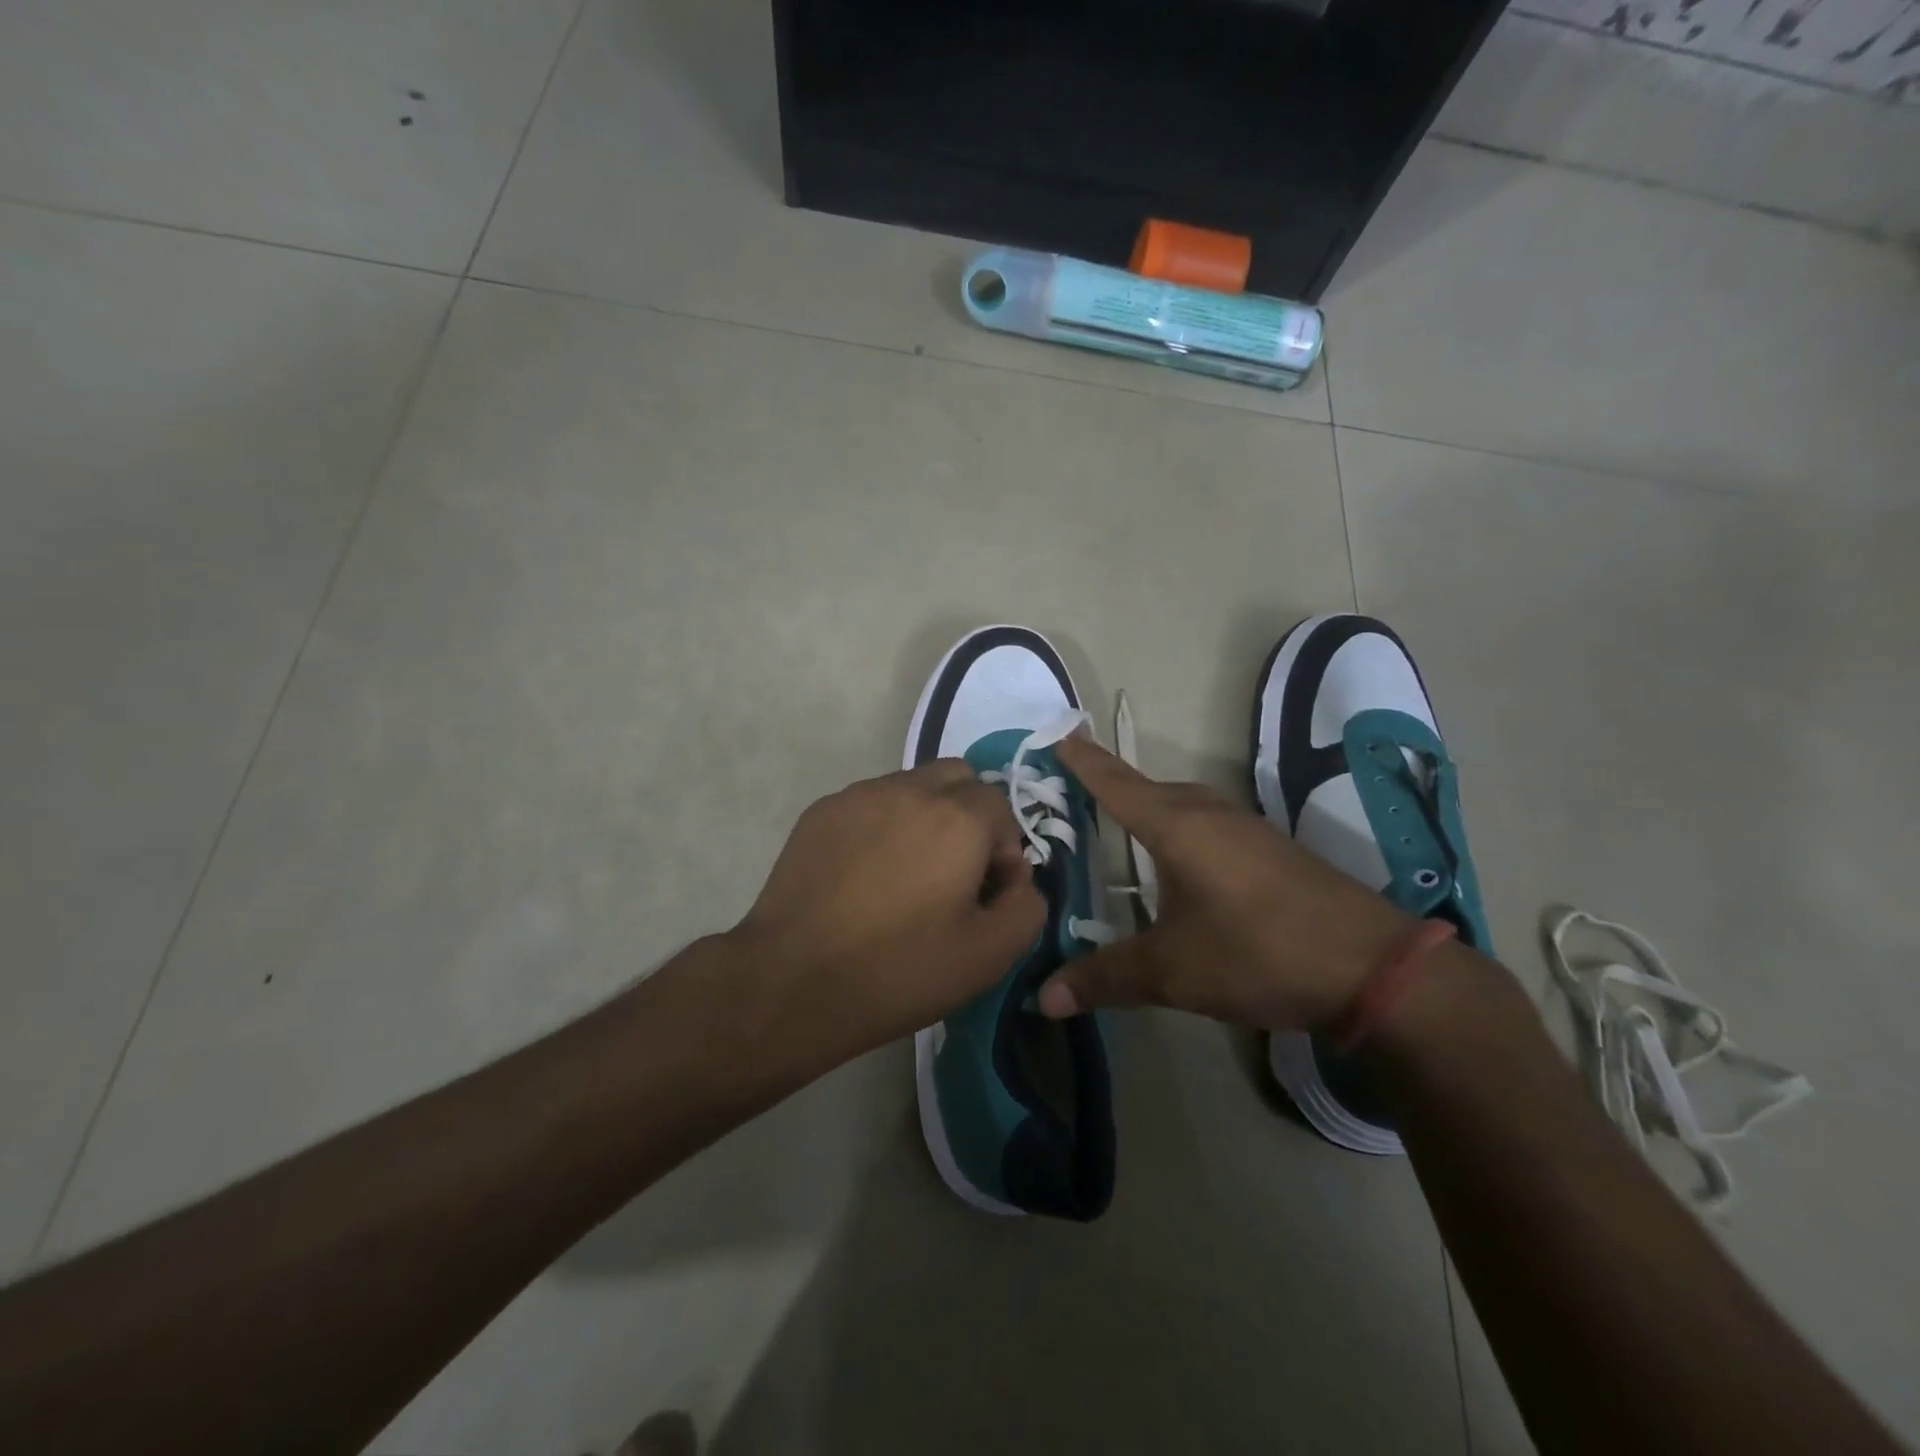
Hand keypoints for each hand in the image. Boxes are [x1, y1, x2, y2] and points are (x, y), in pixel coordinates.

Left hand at [729, 760, 1044, 1061]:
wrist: (793, 982)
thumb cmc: (900, 969)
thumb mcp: (990, 954)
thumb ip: (1028, 905)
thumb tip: (1018, 879)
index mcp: (957, 816)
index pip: (1001, 806)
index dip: (1005, 849)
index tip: (987, 893)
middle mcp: (909, 789)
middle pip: (958, 778)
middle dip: (970, 816)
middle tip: (955, 872)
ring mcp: (858, 796)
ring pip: (911, 786)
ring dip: (925, 817)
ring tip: (906, 875)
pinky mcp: (820, 812)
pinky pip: (870, 803)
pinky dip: (882, 826)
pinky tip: (865, 876)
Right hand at [1039, 735, 1411, 1030]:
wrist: (1373, 968)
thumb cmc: (1258, 954)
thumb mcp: (1172, 972)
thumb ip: (1105, 978)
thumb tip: (1043, 998)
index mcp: (1177, 827)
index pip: (1116, 784)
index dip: (1085, 763)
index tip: (1059, 736)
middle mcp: (1210, 814)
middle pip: (1149, 789)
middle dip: (1113, 785)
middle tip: (1077, 788)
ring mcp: (1247, 829)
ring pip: (1183, 805)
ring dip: (1151, 807)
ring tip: (1122, 823)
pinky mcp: (1272, 850)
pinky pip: (1209, 824)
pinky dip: (1181, 829)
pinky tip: (1181, 861)